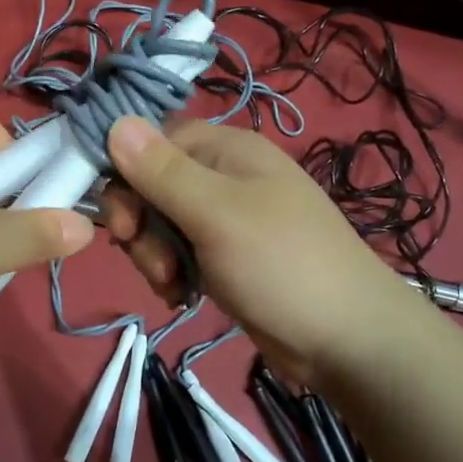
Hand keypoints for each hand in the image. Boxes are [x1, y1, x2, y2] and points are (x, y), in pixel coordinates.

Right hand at [100, 116, 426, 387]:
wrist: (347, 340)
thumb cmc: (282, 266)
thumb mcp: (217, 214)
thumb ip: (163, 172)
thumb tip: (115, 121)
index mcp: (227, 149)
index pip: (152, 143)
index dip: (127, 178)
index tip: (122, 223)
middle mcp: (225, 176)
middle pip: (152, 186)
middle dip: (142, 227)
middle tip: (155, 263)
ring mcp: (227, 218)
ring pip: (161, 223)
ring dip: (155, 255)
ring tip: (174, 285)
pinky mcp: (226, 256)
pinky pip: (180, 252)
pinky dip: (173, 273)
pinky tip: (183, 296)